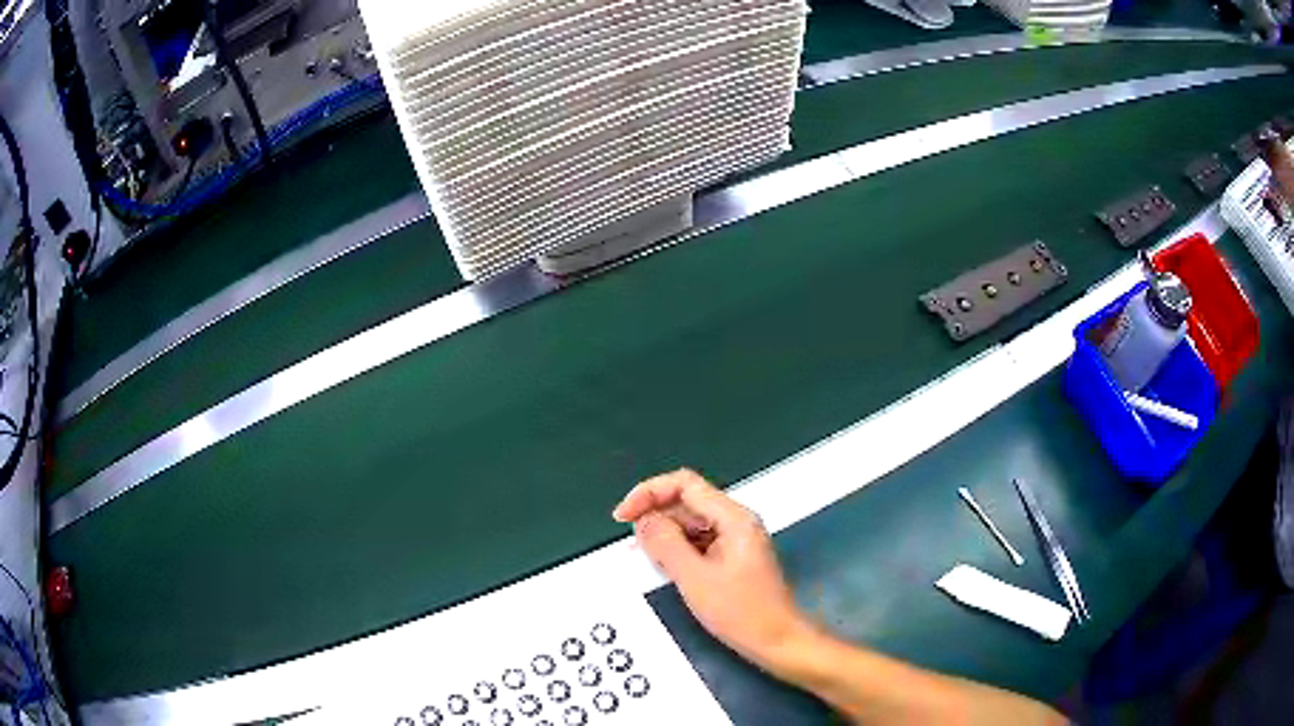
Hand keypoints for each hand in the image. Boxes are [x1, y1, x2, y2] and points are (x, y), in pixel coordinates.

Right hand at [612, 469, 810, 668]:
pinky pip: (698, 543)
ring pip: (691, 524)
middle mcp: (736, 522)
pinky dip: (677, 550)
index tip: (624, 516)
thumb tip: (643, 520)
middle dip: (655, 516)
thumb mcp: (695, 578)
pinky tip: (664, 567)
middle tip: (633, 543)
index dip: (649, 493)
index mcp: (733, 518)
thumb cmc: (741, 612)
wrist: (778, 641)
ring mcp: (736, 540)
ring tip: (645, 557)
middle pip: (687, 502)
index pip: (685, 484)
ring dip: (664, 535)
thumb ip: (665, 544)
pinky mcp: (732, 558)